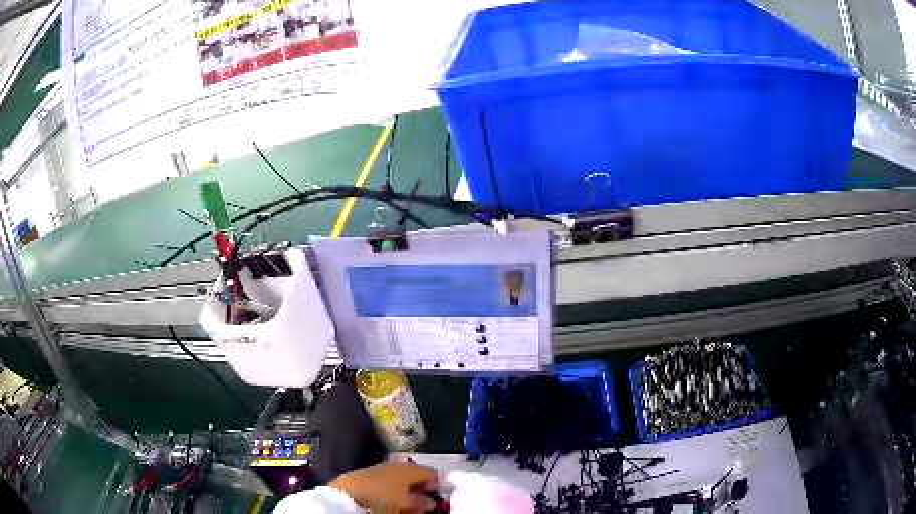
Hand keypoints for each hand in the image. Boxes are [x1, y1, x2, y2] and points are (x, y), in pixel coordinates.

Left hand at [331, 462, 438, 513]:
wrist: (346, 494)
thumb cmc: (383, 498)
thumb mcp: (407, 504)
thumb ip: (423, 502)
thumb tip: (430, 501)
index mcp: (410, 468)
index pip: (432, 473)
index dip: (436, 485)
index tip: (434, 498)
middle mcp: (397, 465)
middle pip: (415, 476)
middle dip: (419, 489)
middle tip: (419, 505)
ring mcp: (380, 468)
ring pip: (400, 479)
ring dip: (404, 491)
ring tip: (402, 505)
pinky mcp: (366, 474)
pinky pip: (385, 481)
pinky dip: (390, 490)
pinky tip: (386, 500)